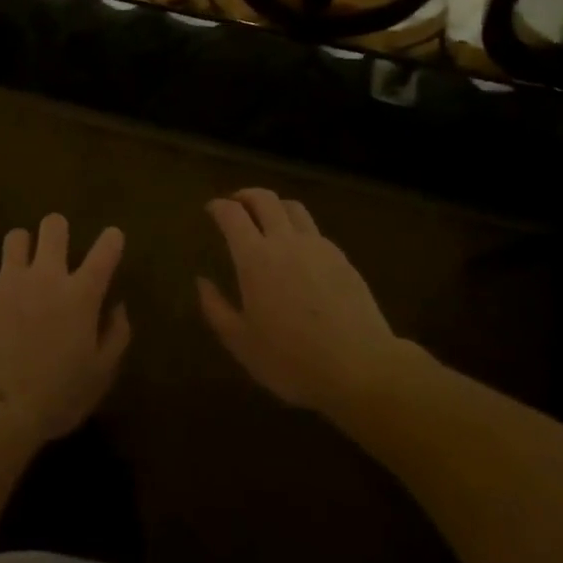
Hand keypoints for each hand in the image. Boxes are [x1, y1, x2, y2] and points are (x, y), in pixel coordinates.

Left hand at [0, 214, 129, 445]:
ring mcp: (10, 279)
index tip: (112, 236)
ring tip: (19, 263)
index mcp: (81, 295)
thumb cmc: (56, 397)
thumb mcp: (99, 376)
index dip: (111, 239)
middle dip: (56, 229)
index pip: (104, 252)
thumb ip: (116, 336)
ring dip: (21, 247)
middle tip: (55, 247)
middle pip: (53, 226)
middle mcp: (47, 275)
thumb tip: (118, 307)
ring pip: (15, 236)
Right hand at [198, 188, 419, 416]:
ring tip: (268, 219)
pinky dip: (299, 229)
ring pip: (292, 207)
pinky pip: (315, 230)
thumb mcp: (242, 343)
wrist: (360, 368)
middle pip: (263, 198)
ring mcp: (317, 246)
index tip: (211, 209)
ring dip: (275, 205)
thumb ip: (216, 309)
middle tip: (236, 204)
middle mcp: (284, 241)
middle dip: (245, 195)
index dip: (218, 206)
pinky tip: (299, 250)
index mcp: (255, 257)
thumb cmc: (292, 360)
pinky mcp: (341, 258)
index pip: (232, 214)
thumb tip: (202, 281)